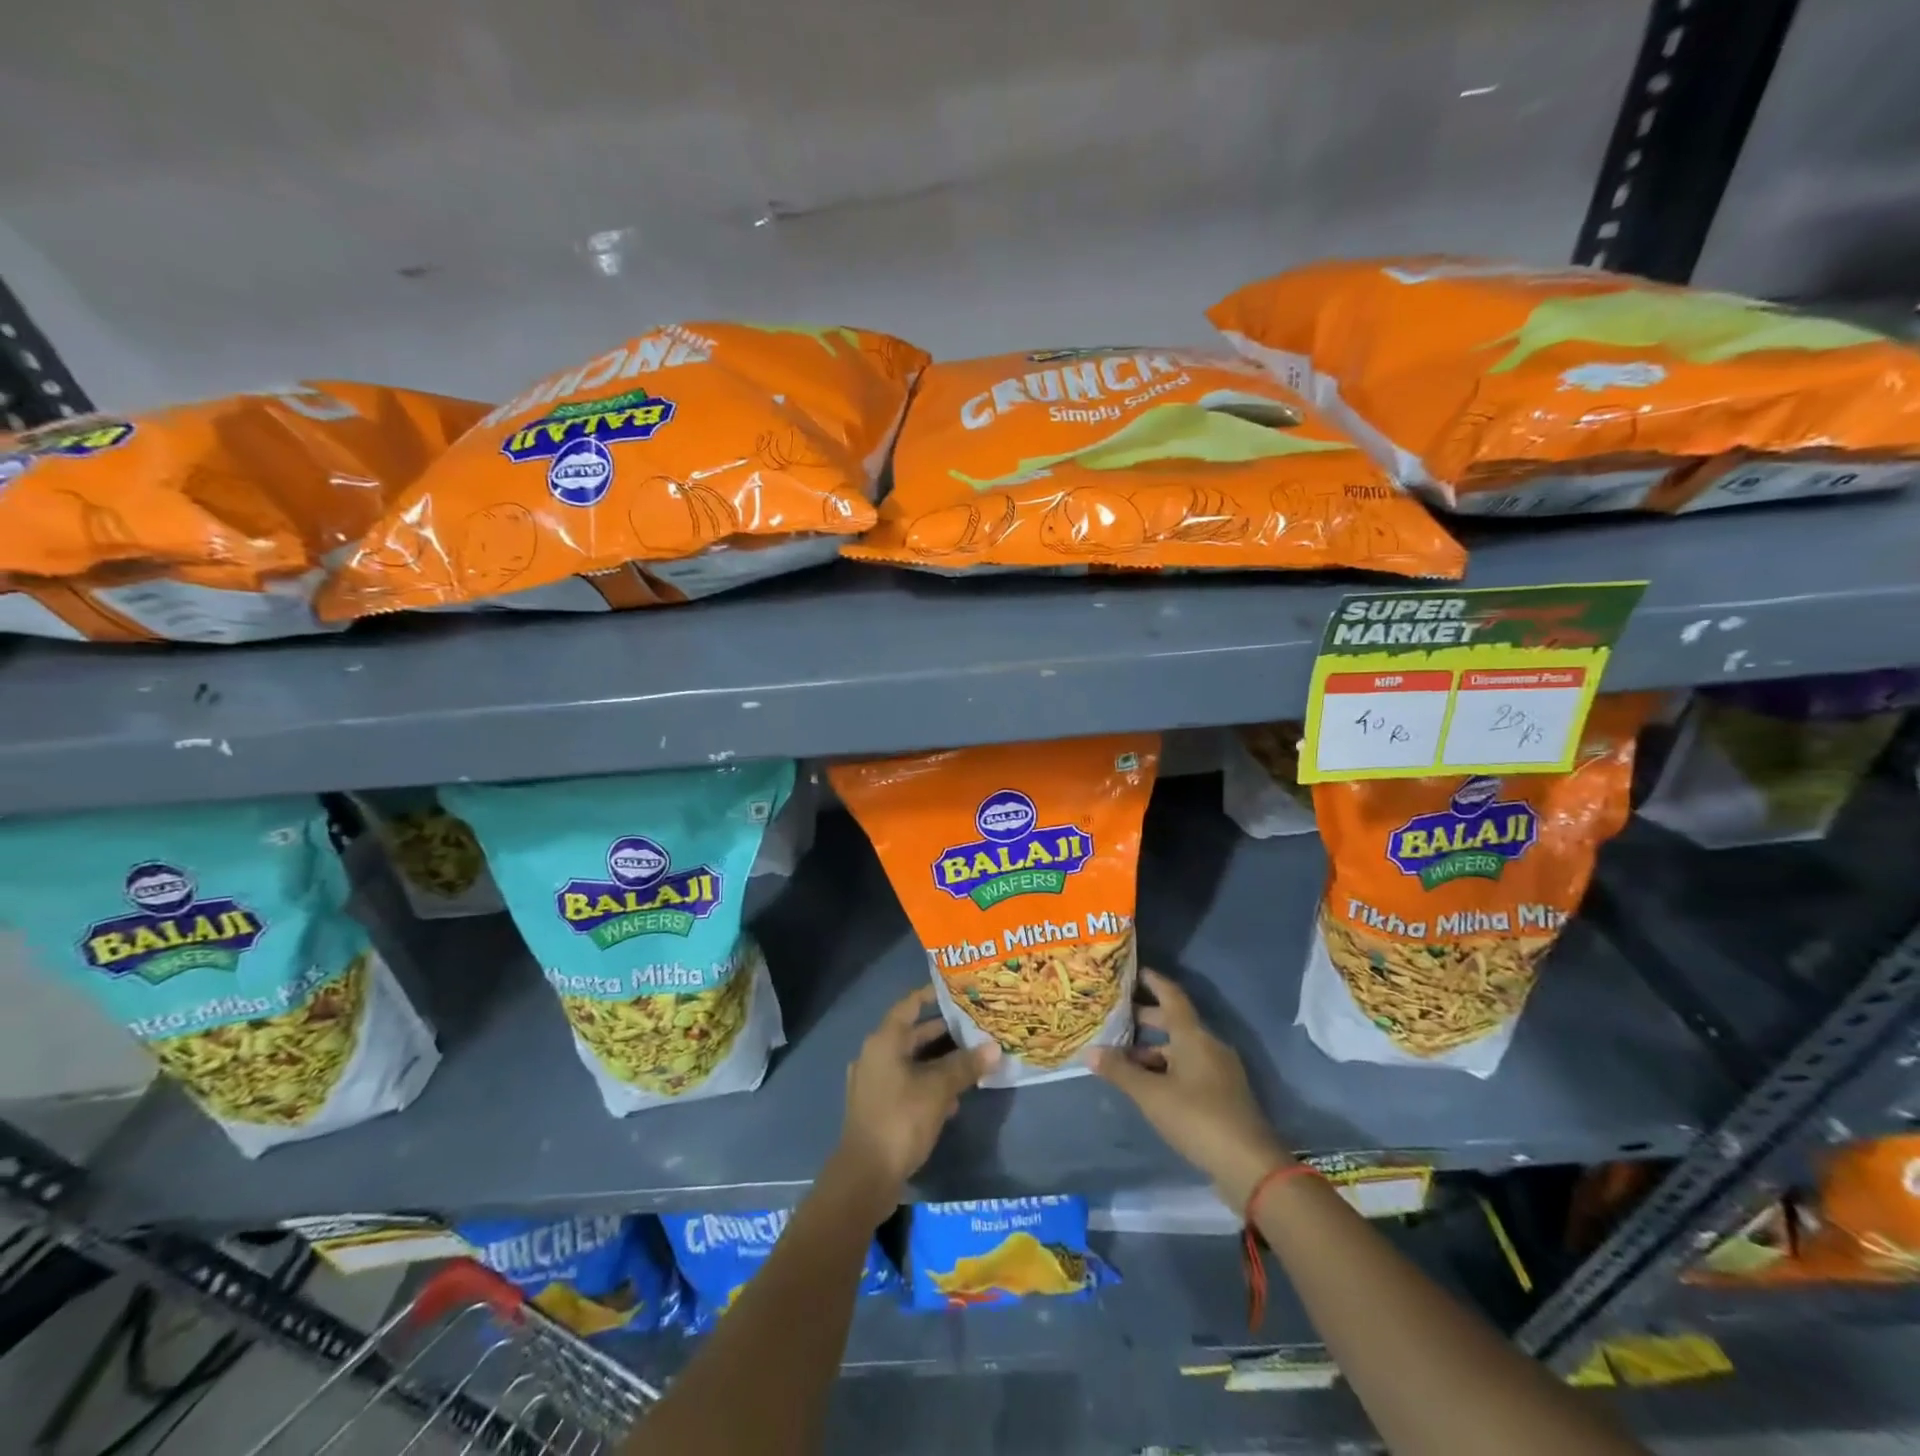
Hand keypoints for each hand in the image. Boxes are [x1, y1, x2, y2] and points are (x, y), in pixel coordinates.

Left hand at [831, 988, 998, 1215]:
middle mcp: (875, 1055)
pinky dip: (928, 1084)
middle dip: (944, 1033)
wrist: (865, 1176)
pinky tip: (952, 1099)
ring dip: (939, 1062)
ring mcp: (873, 1082)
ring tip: (972, 1062)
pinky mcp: (877, 1107)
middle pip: (912, 1034)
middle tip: (975, 1028)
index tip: (957, 991)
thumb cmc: (900, 1120)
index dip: (932, 995)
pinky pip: (906, 1083)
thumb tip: (994, 1048)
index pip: (910, 1005)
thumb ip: (965, 1066)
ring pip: (911, 1061)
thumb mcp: (938, 1090)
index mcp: (884, 1041)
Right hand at [1088, 967, 1290, 1211]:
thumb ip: (1120, 1072)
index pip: (1171, 996)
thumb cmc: (1198, 1118)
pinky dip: (1166, 1069)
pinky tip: (1146, 1085)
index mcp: (1194, 1036)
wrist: (1250, 1166)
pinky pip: (1188, 1069)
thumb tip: (1090, 1052)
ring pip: (1180, 1049)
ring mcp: (1219, 1071)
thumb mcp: (1151, 1095)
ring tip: (1121, 1057)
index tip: (1132, 971)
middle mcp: (1208, 1046)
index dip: (1152, 981)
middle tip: (1114, 1017)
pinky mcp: (1222, 1095)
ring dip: (1152, 1050)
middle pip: (1173, 1023)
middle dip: (1144, 1018)